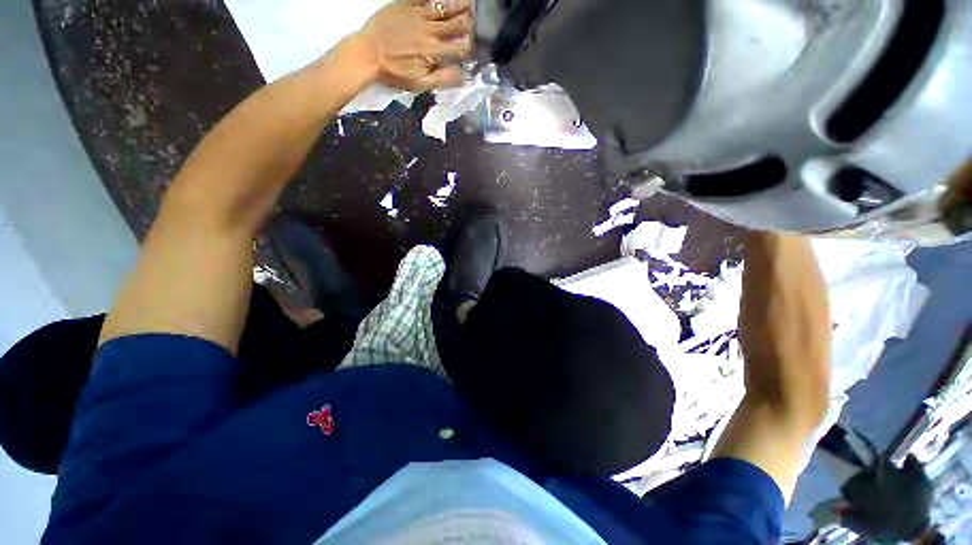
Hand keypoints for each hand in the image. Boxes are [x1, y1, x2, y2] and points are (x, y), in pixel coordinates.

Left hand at [354, 0, 472, 91]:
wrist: (367, 54)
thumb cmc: (394, 72)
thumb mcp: (420, 84)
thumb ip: (443, 79)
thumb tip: (464, 75)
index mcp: (434, 52)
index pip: (461, 48)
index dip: (472, 48)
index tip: (477, 48)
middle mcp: (430, 30)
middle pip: (456, 24)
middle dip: (470, 23)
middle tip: (479, 22)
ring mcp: (418, 14)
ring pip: (444, 7)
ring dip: (459, 6)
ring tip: (471, 4)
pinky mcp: (406, 4)